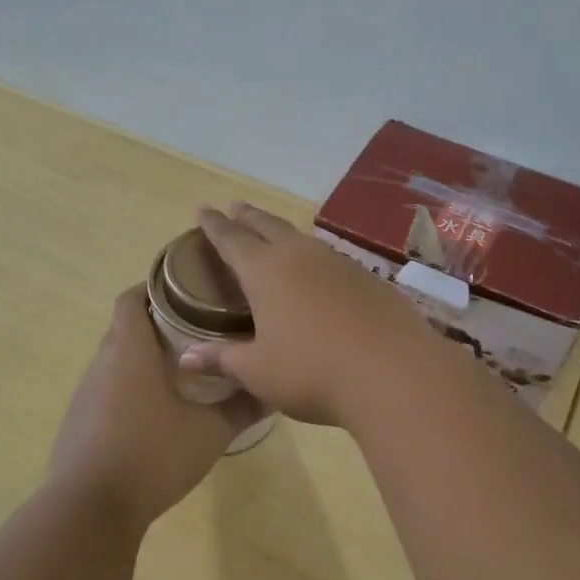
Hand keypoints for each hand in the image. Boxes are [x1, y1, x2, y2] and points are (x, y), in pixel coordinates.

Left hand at [49, 285, 260, 529]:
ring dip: (141, 359)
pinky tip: (152, 414)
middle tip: (195, 329)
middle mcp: (102, 364)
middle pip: (125, 328)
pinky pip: (105, 391)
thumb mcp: (209, 433)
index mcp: (130, 352)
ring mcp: (85, 395)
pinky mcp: (77, 423)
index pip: (131, 299)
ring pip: (115, 361)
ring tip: (179, 370)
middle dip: (156, 323)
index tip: (185, 288)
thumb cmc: (153, 456)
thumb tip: (272, 390)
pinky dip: (127, 389)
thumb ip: (241, 408)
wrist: (90, 510)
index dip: (153, 286)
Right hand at [179, 203, 440, 425]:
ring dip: (282, 233)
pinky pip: (331, 258)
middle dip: (248, 217)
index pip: (231, 239)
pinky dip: (314, 257)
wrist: (393, 372)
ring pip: (303, 239)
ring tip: (274, 234)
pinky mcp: (369, 278)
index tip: (202, 209)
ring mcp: (339, 263)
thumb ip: (222, 360)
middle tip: (235, 207)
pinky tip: (319, 272)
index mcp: (266, 271)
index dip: (214, 225)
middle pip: (268, 226)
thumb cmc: (312, 371)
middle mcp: (301, 256)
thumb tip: (186, 357)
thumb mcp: (258, 371)